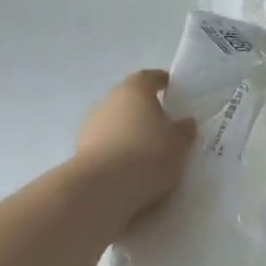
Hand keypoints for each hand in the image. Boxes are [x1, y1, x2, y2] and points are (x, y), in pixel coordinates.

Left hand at [76, 70, 197, 221]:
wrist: (103, 188)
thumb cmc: (148, 154)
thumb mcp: (178, 144)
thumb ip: (183, 130)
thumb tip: (186, 122)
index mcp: (134, 90)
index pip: (148, 77)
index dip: (160, 81)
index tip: (170, 87)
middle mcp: (108, 101)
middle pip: (128, 99)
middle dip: (143, 109)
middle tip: (162, 123)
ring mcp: (90, 126)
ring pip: (114, 122)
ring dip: (128, 131)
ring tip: (146, 150)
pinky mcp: (80, 151)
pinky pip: (105, 145)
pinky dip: (116, 151)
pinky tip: (129, 167)